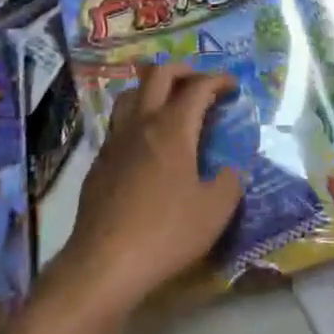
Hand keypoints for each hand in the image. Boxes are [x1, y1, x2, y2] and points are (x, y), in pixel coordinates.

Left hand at [57, 64, 243, 316]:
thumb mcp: (214, 212)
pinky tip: (145, 142)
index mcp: (173, 128)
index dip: (219, 80)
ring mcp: (115, 140)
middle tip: (201, 82)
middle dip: (184, 70)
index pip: (198, 87)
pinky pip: (118, 122)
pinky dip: (136, 117)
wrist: (104, 264)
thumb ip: (229, 183)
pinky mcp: (99, 162)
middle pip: (158, 75)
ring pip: (131, 93)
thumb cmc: (165, 233)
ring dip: (153, 88)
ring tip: (169, 102)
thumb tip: (230, 170)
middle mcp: (142, 123)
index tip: (233, 85)